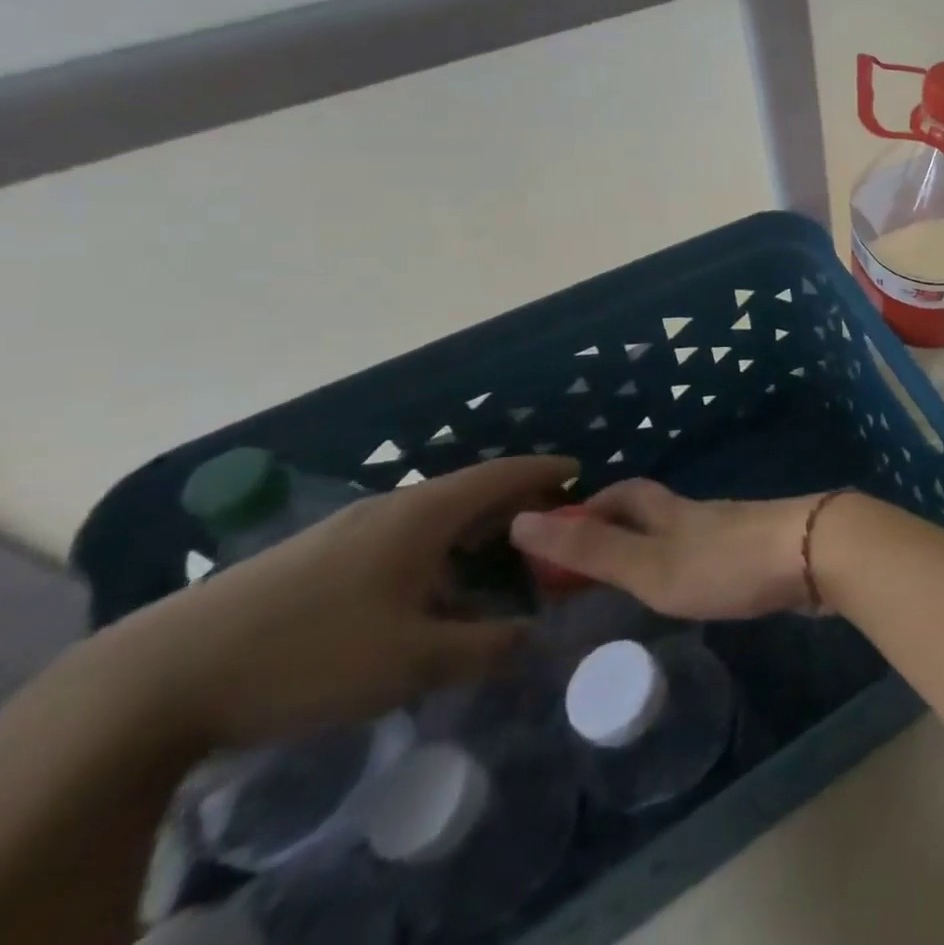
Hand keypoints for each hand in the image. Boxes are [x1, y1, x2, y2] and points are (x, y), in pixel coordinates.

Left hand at [104, 454, 577, 750]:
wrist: (153, 682)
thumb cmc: (308, 655)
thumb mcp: (411, 662)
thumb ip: (484, 648)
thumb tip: (533, 638)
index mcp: (421, 516)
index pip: (500, 475)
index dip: (543, 471)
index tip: (579, 471)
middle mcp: (387, 509)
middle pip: (466, 492)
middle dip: (511, 504)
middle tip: (546, 523)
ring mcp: (342, 531)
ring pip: (427, 519)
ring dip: (468, 532)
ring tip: (491, 561)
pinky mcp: (308, 559)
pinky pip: (394, 539)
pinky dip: (430, 551)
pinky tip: (420, 594)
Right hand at [509, 479, 818, 620]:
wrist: (817, 553)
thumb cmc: (728, 563)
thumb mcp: (652, 564)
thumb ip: (594, 550)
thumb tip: (522, 519)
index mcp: (673, 512)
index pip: (625, 493)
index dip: (591, 504)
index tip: (561, 527)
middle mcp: (704, 513)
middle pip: (656, 507)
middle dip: (622, 522)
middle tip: (593, 558)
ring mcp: (739, 529)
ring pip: (688, 529)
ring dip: (658, 544)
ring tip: (636, 578)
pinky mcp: (765, 550)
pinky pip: (717, 551)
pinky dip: (693, 562)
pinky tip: (697, 587)